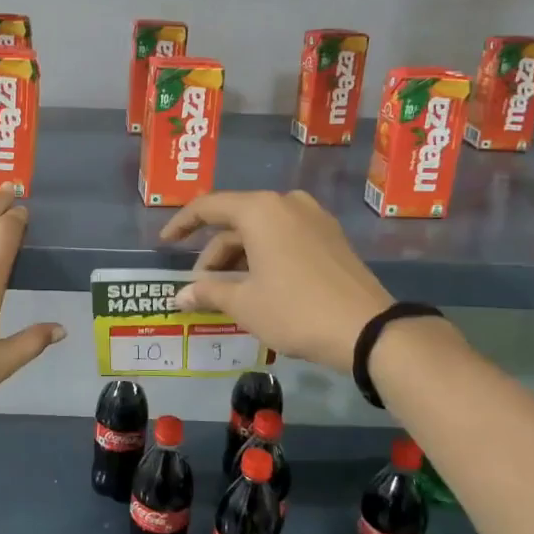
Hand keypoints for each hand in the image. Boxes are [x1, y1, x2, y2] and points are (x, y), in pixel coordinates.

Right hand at [159, 191, 393, 370]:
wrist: (368, 330)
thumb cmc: (295, 310)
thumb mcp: (244, 304)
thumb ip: (207, 292)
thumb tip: (180, 295)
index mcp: (260, 210)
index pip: (208, 207)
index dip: (182, 224)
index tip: (165, 243)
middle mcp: (286, 203)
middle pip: (236, 221)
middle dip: (214, 253)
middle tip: (200, 287)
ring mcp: (313, 218)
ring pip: (261, 231)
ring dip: (238, 257)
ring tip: (228, 292)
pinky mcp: (331, 237)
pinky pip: (284, 237)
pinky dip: (264, 256)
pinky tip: (258, 285)